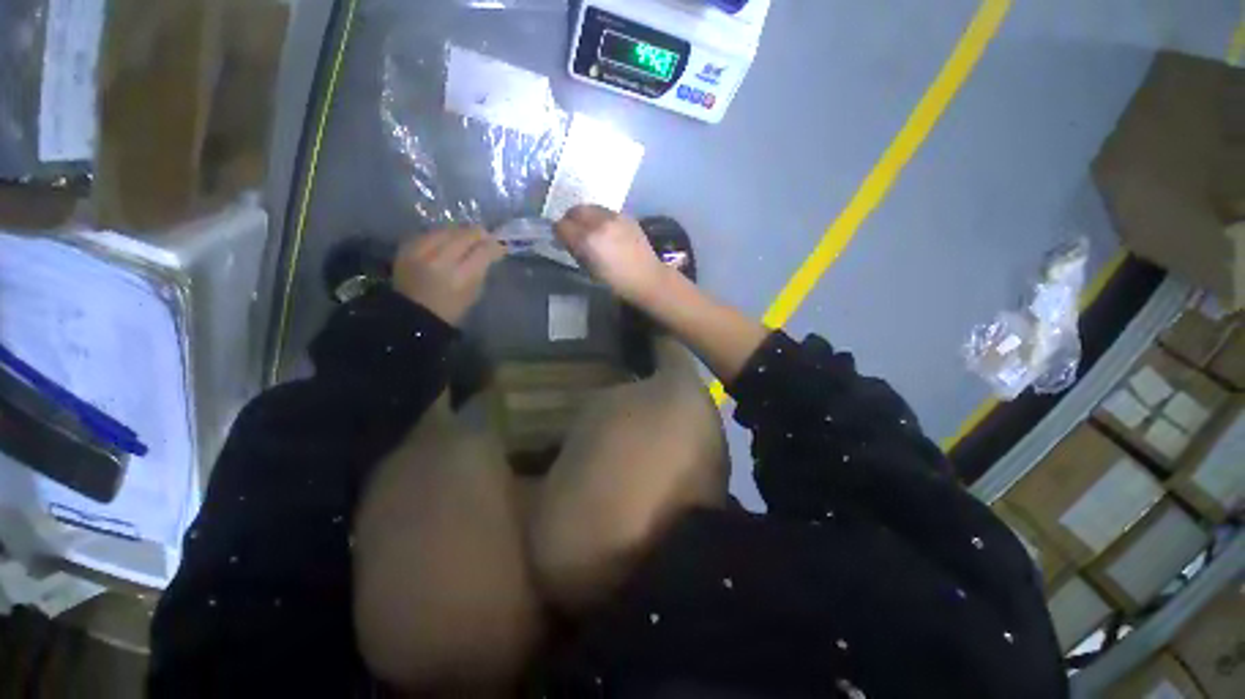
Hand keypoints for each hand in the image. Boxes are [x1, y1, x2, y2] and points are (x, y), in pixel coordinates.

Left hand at [392, 227, 503, 325]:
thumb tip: (492, 250)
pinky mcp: (406, 248)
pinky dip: (441, 234)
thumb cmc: (450, 309)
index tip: (500, 244)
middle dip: (477, 233)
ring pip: (445, 230)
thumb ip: (482, 268)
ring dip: (459, 231)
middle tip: (485, 235)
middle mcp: (439, 261)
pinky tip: (447, 238)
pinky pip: (429, 233)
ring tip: (467, 235)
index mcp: (461, 277)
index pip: (483, 251)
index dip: (494, 245)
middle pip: (463, 236)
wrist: (412, 316)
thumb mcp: (473, 292)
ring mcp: (419, 252)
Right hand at [554, 206, 667, 303]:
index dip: (559, 233)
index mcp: (588, 239)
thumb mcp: (590, 270)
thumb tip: (567, 239)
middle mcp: (599, 223)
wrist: (647, 278)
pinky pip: (606, 211)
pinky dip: (601, 218)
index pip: (562, 226)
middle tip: (573, 231)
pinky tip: (606, 230)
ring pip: (591, 208)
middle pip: (575, 210)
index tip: (561, 239)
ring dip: (586, 216)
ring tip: (589, 229)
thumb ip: (576, 250)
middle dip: (571, 219)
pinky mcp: (626, 216)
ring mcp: (615, 216)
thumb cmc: (616, 282)